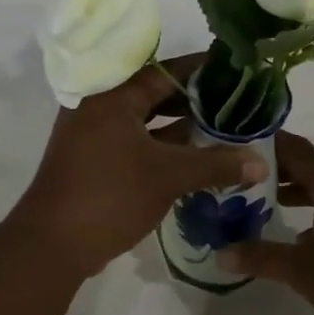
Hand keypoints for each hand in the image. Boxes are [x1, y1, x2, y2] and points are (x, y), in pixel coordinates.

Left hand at [12, 55, 267, 279]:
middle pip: (154, 94)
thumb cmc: (110, 195)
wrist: (53, 243)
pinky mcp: (93, 161)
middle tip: (234, 102)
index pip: (164, 72)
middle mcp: (99, 106)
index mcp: (112, 96)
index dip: (201, 71)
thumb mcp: (169, 176)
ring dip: (179, 127)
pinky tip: (193, 158)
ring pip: (145, 122)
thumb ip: (216, 164)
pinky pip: (135, 143)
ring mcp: (93, 135)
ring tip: (221, 129)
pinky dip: (162, 148)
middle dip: (194, 100)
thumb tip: (261, 162)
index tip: (234, 71)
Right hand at [220, 132, 313, 314]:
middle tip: (242, 177)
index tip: (236, 145)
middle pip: (313, 165)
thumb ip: (259, 257)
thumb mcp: (301, 270)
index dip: (265, 145)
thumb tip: (220, 255)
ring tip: (265, 202)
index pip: (296, 149)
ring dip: (301, 190)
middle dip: (279, 171)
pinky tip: (303, 234)